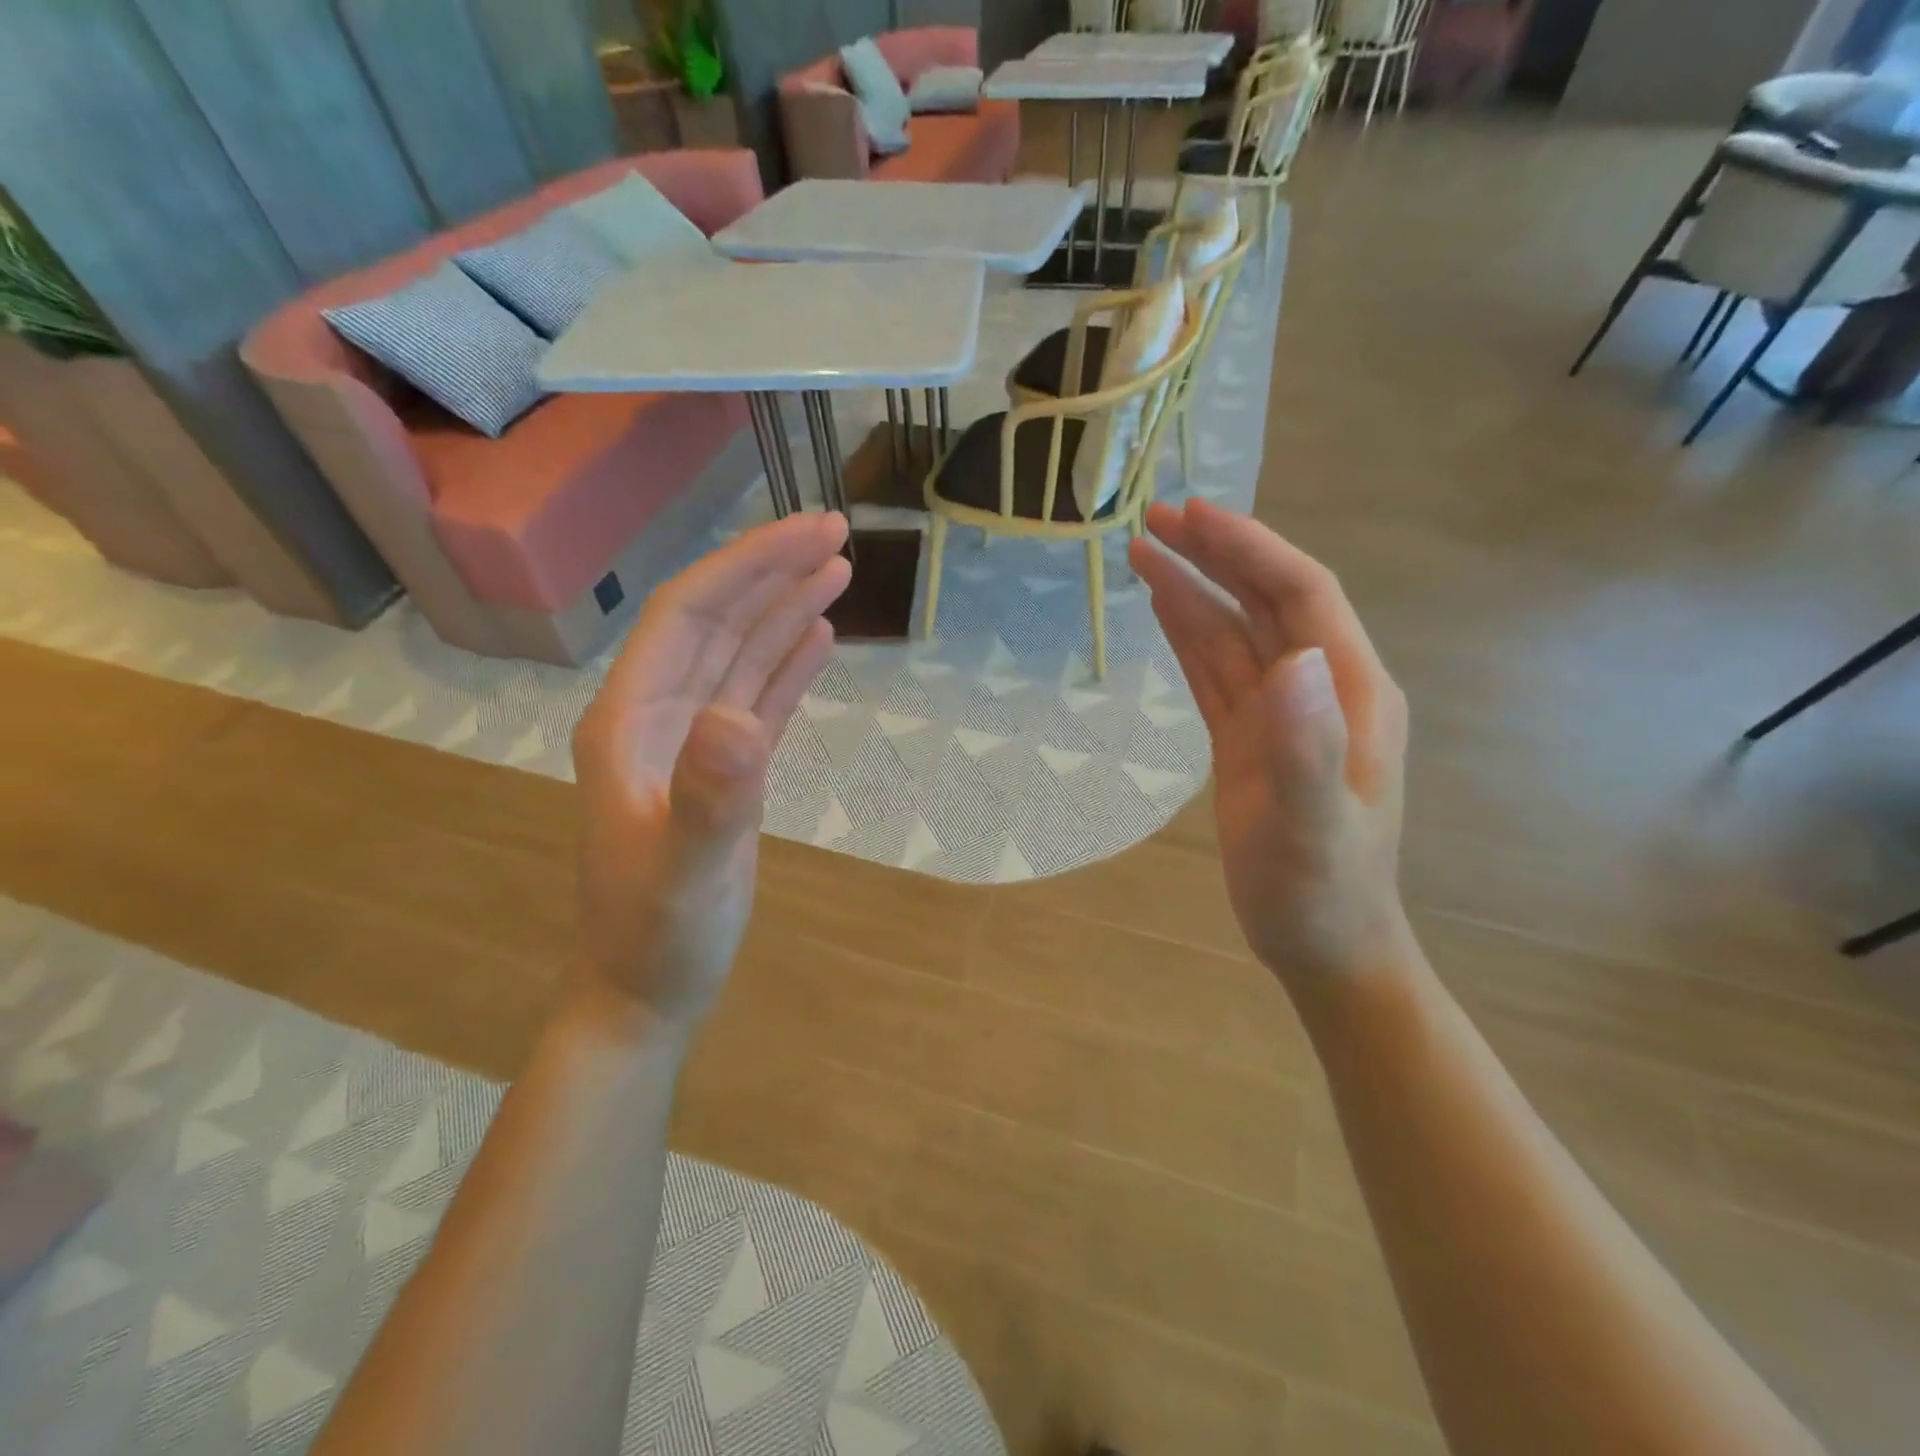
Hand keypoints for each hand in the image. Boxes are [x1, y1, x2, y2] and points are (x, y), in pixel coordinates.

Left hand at [571, 513, 850, 1031]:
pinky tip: (817, 636)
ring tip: (837, 570)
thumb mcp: (686, 869)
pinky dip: (788, 664)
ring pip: (741, 655)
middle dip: (771, 571)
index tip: (809, 534)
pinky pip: (760, 698)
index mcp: (630, 718)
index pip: (689, 615)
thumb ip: (711, 795)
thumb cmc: (658, 934)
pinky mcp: (725, 768)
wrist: (649, 989)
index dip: (746, 566)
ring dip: (784, 609)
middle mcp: (657, 714)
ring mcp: (692, 741)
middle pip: (717, 621)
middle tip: (836, 532)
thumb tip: (743, 716)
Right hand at [1130, 499, 1410, 985]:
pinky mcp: (1251, 737)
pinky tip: (1164, 608)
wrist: (1322, 942)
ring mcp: (1283, 712)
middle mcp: (1320, 687)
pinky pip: (1217, 671)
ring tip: (1143, 552)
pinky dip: (1190, 634)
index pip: (1300, 594)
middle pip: (1267, 599)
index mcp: (1349, 691)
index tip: (1191, 517)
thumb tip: (1291, 657)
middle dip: (1216, 554)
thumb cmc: (1319, 891)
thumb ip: (1305, 744)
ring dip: (1194, 589)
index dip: (1249, 549)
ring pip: (1235, 631)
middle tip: (1154, 519)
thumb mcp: (1311, 826)